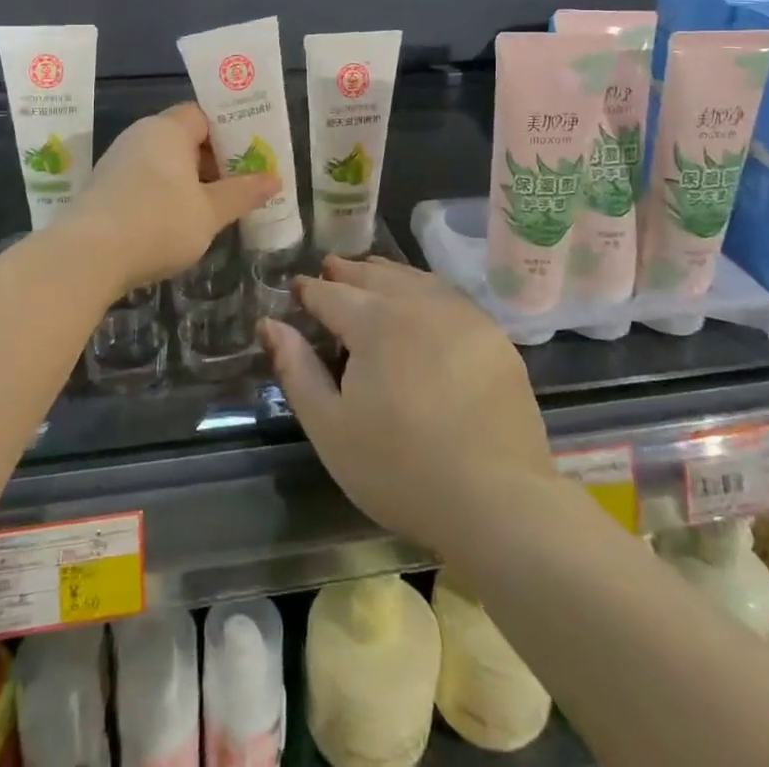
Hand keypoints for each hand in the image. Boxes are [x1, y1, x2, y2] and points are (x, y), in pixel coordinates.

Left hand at [63, 102, 279, 300]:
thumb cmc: (157, 223)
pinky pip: (146, 180)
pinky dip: (166, 194)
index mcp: (167, 129)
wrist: (86, 257)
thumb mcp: (210, 212)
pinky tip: (179, 222)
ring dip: (191, 181)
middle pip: (185, 138)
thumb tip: (274, 178)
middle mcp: (140, 136)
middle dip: (214, 160)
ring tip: (216, 206)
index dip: (230, 132)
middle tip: (242, 183)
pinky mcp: (105, 188)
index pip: (204, 115)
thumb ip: (242, 193)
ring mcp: (118, 161)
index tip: (253, 154)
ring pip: (165, 162)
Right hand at [259, 257, 553, 555]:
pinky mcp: (493, 334)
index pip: (331, 293)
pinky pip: (448, 295)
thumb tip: (270, 324)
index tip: (297, 289)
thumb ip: (296, 369)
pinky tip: (421, 301)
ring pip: (414, 278)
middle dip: (347, 271)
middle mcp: (417, 303)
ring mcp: (461, 315)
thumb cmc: (400, 469)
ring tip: (371, 272)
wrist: (498, 500)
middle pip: (374, 274)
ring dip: (386, 273)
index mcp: (373, 320)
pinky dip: (424, 288)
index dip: (309, 290)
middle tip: (331, 268)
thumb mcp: (330, 428)